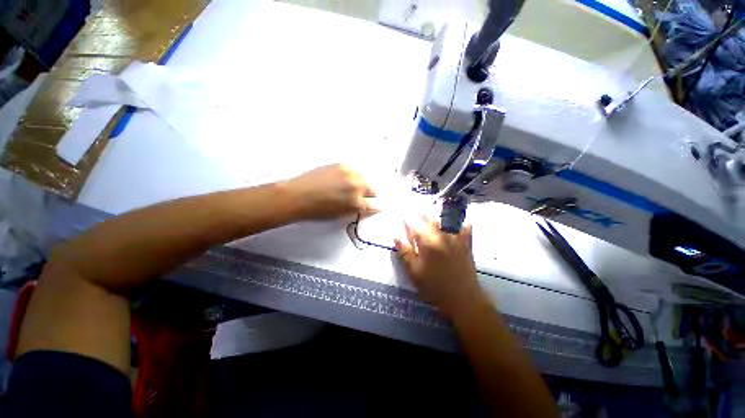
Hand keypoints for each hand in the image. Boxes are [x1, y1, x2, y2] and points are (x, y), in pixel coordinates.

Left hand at [286, 164, 375, 220]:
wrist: (298, 195)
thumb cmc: (318, 210)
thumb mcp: (341, 215)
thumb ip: (356, 210)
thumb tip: (365, 206)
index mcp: (357, 203)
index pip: (373, 205)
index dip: (372, 207)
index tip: (370, 206)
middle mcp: (357, 186)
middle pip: (372, 189)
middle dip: (367, 195)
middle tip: (358, 197)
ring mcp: (350, 173)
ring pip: (364, 178)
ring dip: (360, 183)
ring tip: (349, 187)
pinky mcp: (342, 165)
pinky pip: (353, 170)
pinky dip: (351, 175)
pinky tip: (342, 179)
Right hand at [395, 217, 482, 318]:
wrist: (463, 299)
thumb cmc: (435, 287)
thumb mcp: (415, 273)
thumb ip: (405, 253)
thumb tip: (396, 237)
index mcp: (428, 243)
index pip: (416, 225)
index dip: (409, 221)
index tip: (405, 220)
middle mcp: (443, 236)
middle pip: (431, 218)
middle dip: (422, 215)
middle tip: (417, 216)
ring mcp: (456, 238)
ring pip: (447, 219)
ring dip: (438, 216)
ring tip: (432, 218)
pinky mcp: (467, 243)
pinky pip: (465, 227)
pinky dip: (459, 222)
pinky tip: (454, 225)